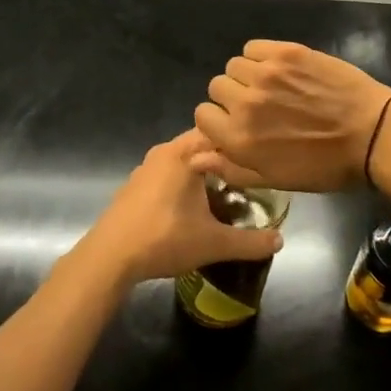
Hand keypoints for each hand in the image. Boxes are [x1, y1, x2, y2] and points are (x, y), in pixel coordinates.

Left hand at [76, 130, 283, 285]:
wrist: (110, 257)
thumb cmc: (165, 238)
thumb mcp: (214, 243)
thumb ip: (250, 242)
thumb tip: (281, 241)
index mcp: (184, 153)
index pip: (220, 132)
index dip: (241, 144)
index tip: (259, 160)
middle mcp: (164, 151)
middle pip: (201, 145)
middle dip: (223, 160)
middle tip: (246, 181)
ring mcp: (145, 167)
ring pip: (183, 159)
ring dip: (201, 172)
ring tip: (223, 194)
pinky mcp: (134, 185)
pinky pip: (166, 173)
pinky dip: (181, 183)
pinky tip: (189, 208)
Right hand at [193, 40, 390, 192]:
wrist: (372, 134)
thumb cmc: (325, 165)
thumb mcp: (276, 179)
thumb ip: (231, 168)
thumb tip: (195, 158)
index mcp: (240, 139)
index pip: (202, 115)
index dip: (218, 120)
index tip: (237, 123)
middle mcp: (246, 103)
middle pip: (217, 86)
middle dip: (232, 97)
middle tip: (260, 105)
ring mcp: (266, 74)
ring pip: (234, 65)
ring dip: (247, 76)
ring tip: (273, 86)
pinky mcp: (287, 52)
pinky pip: (254, 47)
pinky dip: (261, 56)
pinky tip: (281, 69)